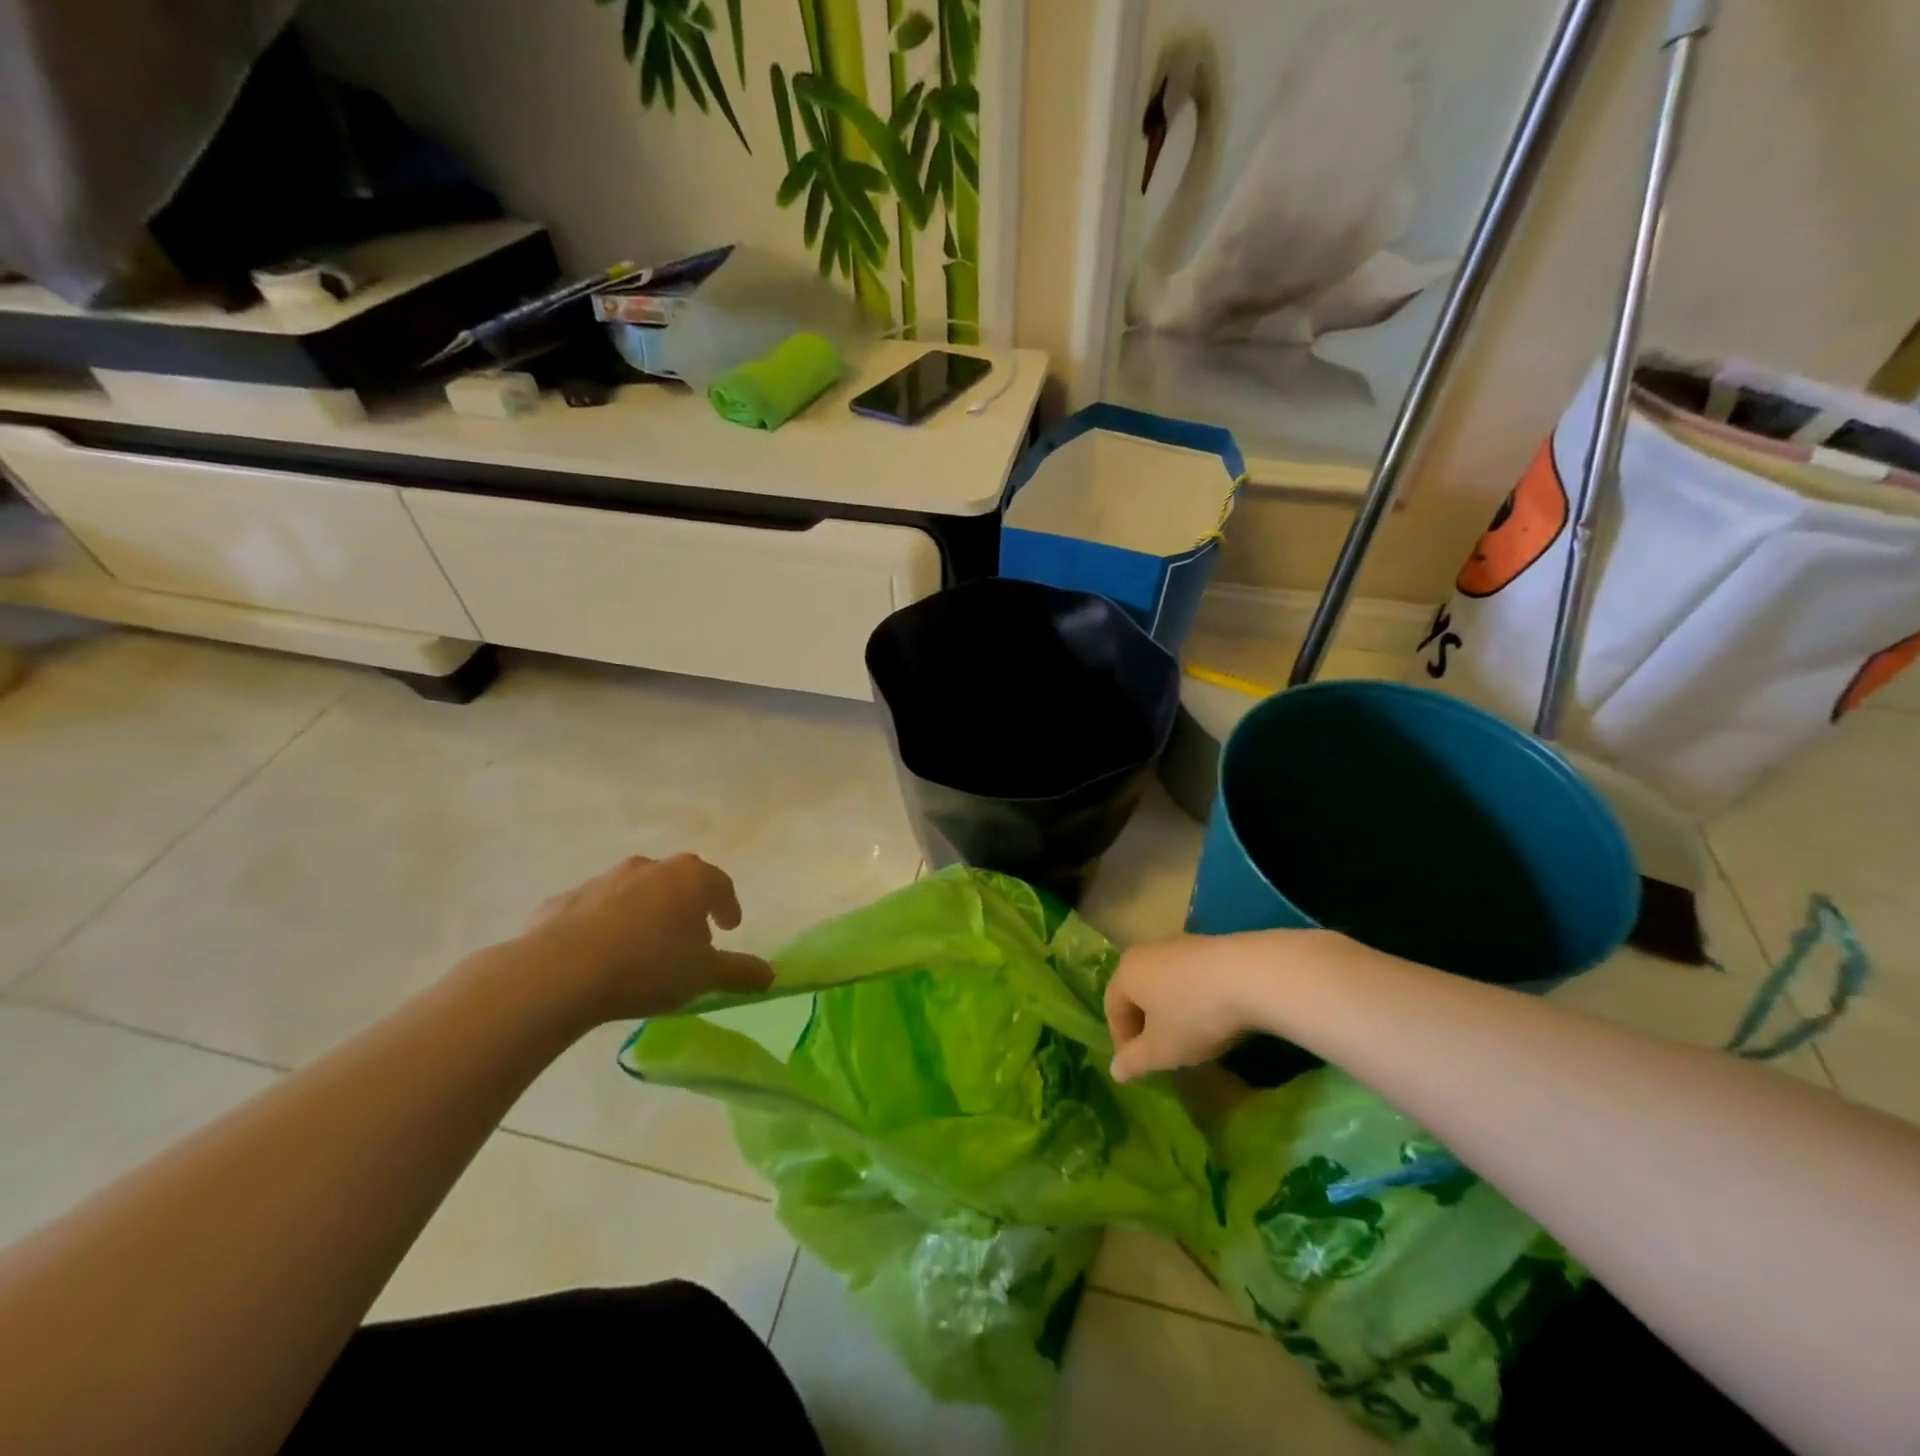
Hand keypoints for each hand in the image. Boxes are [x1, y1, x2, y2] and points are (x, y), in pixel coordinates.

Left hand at [515, 854, 772, 1022]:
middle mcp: (649, 868)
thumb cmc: (649, 966)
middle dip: (686, 907)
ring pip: (634, 892)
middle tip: (689, 938)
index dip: (728, 906)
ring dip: (644, 913)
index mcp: (690, 878)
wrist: (561, 972)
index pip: (720, 885)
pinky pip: (593, 911)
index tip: (730, 927)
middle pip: (677, 882)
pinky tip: (598, 956)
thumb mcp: (703, 977)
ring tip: (643, 949)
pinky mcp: (564, 900)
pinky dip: (602, 926)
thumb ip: (740, 972)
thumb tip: (772, 975)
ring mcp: (603, 880)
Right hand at [1104, 929, 1353, 1080]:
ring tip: (1190, 1035)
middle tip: (1160, 1051)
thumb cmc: (1194, 1015)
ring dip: (1171, 1009)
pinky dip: (1195, 997)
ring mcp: (1180, 943)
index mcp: (1127, 972)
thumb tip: (1114, 1070)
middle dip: (1145, 1022)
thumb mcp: (1161, 1050)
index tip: (1138, 1066)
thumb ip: (1133, 1061)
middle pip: (1137, 990)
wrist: (1252, 976)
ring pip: (1166, 981)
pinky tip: (1214, 1015)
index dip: (1121, 1040)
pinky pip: (1192, 975)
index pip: (1112, 1007)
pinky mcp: (1210, 944)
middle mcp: (1147, 951)